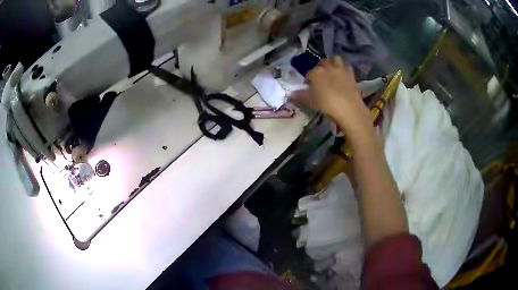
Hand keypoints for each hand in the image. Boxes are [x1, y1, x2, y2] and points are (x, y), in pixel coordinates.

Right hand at [290, 57, 371, 134]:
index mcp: (316, 73)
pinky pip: (347, 67)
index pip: (309, 72)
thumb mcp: (311, 102)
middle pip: (322, 62)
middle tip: (321, 76)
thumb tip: (290, 93)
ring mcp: (340, 70)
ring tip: (333, 71)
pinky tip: (344, 76)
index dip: (308, 78)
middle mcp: (328, 68)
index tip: (309, 84)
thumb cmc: (327, 105)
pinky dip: (345, 69)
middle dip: (321, 67)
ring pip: (335, 59)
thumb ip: (301, 96)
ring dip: (333, 63)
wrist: (349, 109)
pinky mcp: (351, 75)